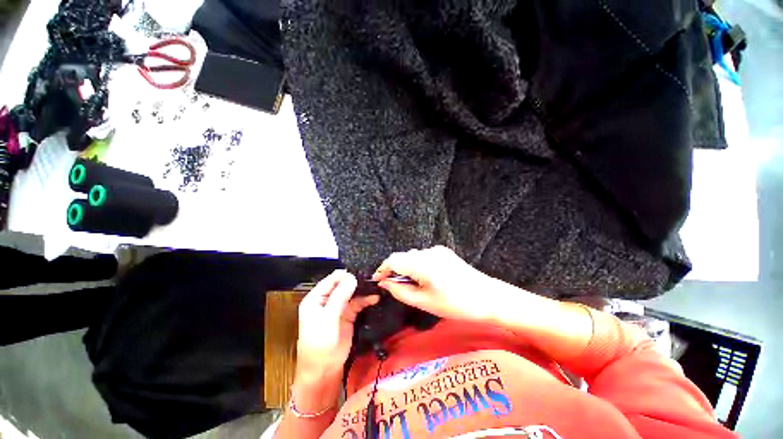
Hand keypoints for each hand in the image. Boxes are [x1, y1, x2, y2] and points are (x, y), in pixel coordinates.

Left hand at [296, 270, 379, 381]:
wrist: (324, 369)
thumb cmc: (319, 343)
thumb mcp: (327, 318)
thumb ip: (339, 297)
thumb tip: (352, 278)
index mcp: (316, 298)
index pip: (331, 280)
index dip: (344, 276)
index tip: (359, 274)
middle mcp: (327, 299)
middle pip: (343, 284)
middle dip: (356, 281)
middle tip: (371, 279)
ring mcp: (339, 307)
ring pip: (352, 293)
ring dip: (362, 290)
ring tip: (375, 286)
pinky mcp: (348, 315)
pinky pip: (358, 303)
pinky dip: (366, 300)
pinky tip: (375, 298)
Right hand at [372, 246, 495, 322]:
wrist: (488, 297)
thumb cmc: (456, 304)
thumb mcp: (424, 302)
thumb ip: (401, 291)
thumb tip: (385, 283)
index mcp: (423, 264)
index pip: (394, 260)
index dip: (382, 269)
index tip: (378, 280)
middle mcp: (428, 252)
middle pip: (403, 257)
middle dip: (394, 270)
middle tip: (393, 287)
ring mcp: (437, 250)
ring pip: (413, 256)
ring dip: (406, 268)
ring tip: (410, 284)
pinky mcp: (444, 252)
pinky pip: (423, 256)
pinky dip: (417, 265)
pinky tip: (423, 278)